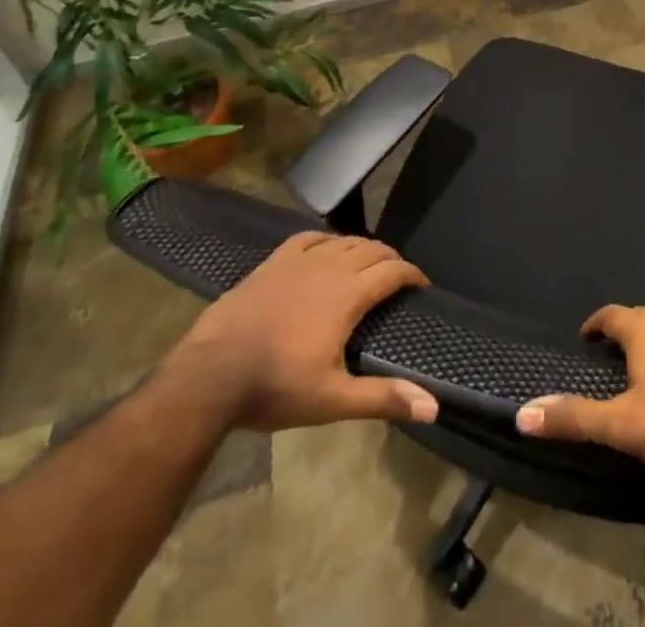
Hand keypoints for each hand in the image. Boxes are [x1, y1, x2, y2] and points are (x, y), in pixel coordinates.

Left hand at [160, 232, 437, 432]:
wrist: (210, 376)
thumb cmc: (275, 387)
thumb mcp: (332, 400)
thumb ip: (382, 398)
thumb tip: (433, 406)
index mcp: (349, 295)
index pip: (392, 271)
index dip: (412, 274)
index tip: (421, 285)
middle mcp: (330, 267)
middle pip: (372, 249)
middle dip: (390, 258)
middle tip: (397, 276)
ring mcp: (299, 261)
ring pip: (343, 240)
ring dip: (362, 248)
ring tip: (368, 262)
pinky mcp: (273, 262)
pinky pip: (308, 238)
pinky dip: (326, 239)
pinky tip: (326, 248)